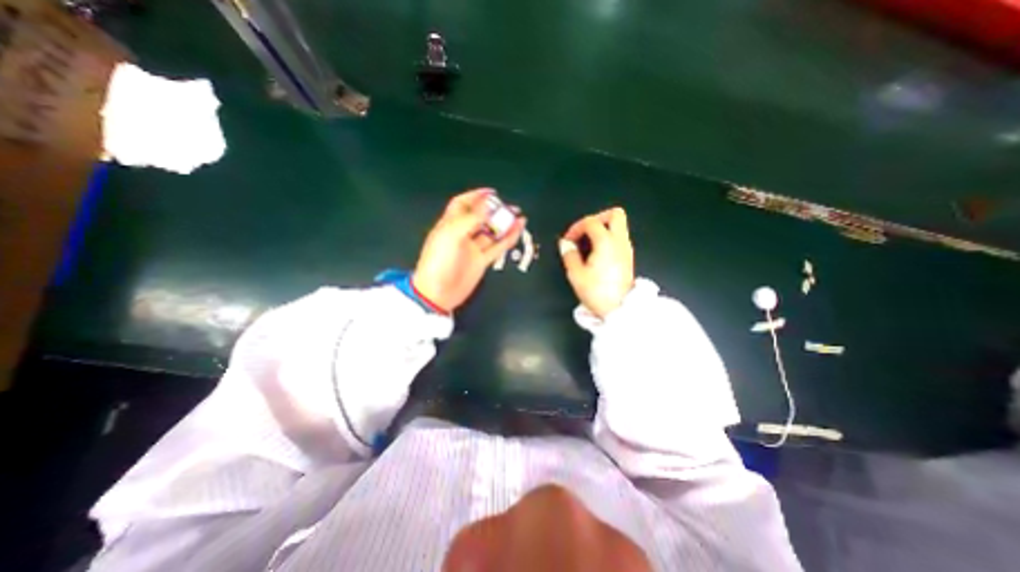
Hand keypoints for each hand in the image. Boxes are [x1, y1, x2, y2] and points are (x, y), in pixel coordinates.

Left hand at [411, 188, 524, 311]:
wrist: (438, 292)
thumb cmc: (439, 261)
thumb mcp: (452, 235)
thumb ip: (471, 219)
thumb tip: (488, 205)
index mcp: (450, 225)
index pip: (463, 205)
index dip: (475, 196)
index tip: (491, 192)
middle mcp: (462, 234)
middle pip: (480, 218)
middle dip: (494, 211)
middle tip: (510, 207)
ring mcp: (473, 248)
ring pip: (491, 232)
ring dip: (504, 224)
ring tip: (519, 216)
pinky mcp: (482, 261)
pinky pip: (497, 246)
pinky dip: (508, 238)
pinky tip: (517, 230)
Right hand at [561, 207, 635, 319]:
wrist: (619, 309)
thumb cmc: (597, 292)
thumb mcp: (576, 275)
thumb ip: (569, 255)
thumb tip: (565, 244)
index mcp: (606, 243)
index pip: (591, 222)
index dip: (576, 227)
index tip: (568, 240)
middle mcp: (620, 241)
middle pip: (615, 214)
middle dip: (597, 218)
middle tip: (584, 231)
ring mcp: (626, 249)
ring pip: (619, 226)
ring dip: (602, 229)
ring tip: (587, 244)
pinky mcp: (628, 257)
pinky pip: (619, 238)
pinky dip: (607, 238)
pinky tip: (596, 253)